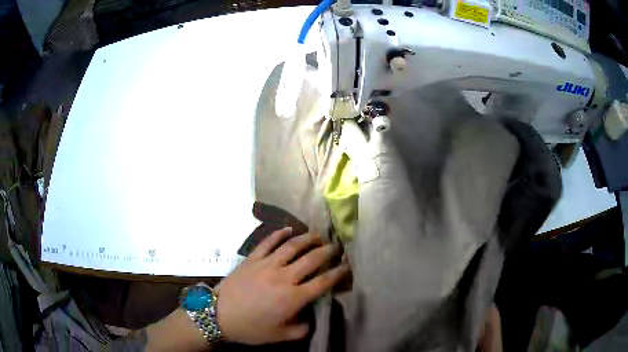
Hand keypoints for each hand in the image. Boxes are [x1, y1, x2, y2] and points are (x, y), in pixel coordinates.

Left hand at [216, 228, 349, 344]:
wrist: (219, 315)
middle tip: (336, 246)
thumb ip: (301, 329)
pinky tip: (289, 229)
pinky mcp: (252, 258)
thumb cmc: (251, 328)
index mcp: (294, 298)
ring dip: (308, 238)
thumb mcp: (280, 336)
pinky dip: (279, 233)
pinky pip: (268, 242)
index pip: (323, 282)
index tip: (347, 266)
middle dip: (327, 251)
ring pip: (292, 246)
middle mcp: (284, 277)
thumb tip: (310, 318)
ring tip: (318, 235)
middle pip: (312, 259)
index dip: (338, 273)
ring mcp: (267, 264)